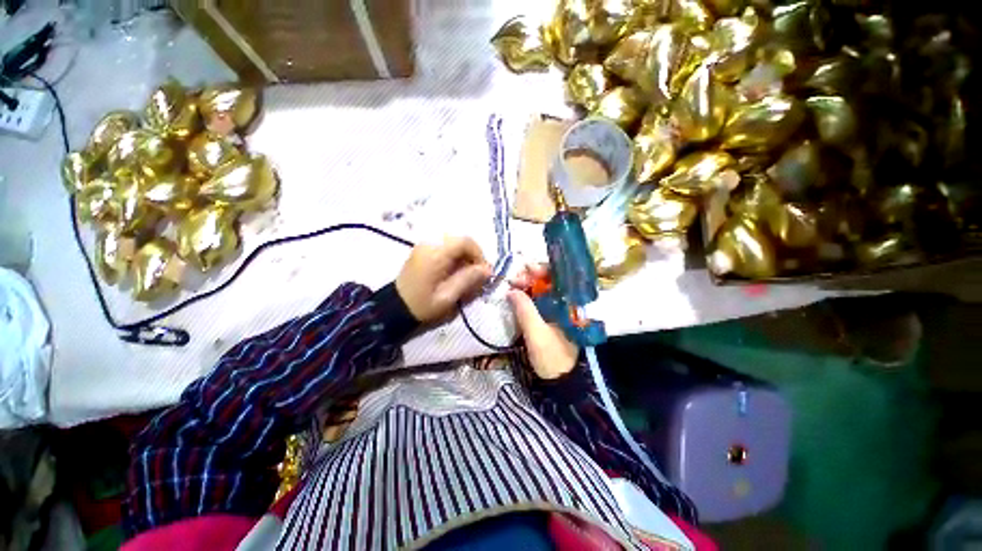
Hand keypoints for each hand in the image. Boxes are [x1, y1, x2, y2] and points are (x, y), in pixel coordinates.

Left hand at [396, 236, 491, 323]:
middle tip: (476, 274)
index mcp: (436, 254)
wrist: (394, 307)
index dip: (478, 254)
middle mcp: (430, 244)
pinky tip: (454, 272)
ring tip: (466, 275)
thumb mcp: (447, 297)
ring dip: (464, 256)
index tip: (483, 272)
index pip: (465, 242)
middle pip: (460, 240)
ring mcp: (425, 245)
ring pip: (454, 243)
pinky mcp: (423, 250)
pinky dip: (455, 257)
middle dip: (472, 256)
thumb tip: (487, 270)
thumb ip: (468, 280)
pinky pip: (445, 246)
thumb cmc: (422, 305)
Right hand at [508, 265, 578, 379]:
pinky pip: (540, 301)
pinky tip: (517, 297)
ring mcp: (560, 310)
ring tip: (512, 286)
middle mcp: (567, 303)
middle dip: (531, 277)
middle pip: (550, 281)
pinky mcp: (552, 318)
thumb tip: (511, 290)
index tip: (523, 270)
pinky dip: (529, 297)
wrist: (563, 382)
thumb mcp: (536, 333)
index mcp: (571, 303)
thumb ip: (524, 309)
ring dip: (528, 286)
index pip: (558, 276)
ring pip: (544, 291)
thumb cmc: (553, 356)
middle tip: (513, 280)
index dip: (541, 270)